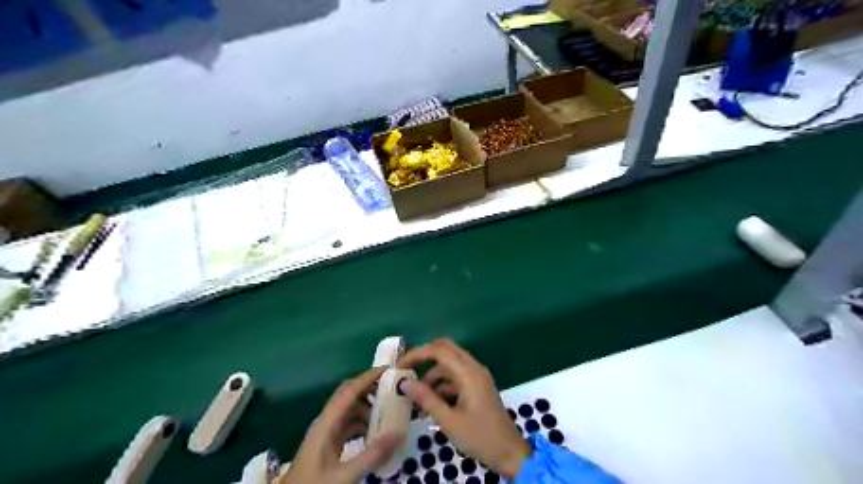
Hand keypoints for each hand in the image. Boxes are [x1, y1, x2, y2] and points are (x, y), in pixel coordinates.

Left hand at [283, 366, 403, 483]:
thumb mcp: (344, 475)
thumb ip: (371, 455)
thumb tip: (399, 433)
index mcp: (326, 423)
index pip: (349, 391)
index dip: (368, 377)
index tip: (389, 370)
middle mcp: (325, 422)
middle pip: (348, 396)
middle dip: (370, 388)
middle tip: (393, 388)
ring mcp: (326, 434)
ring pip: (349, 411)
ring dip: (368, 407)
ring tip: (390, 411)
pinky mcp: (329, 445)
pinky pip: (349, 425)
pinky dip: (363, 423)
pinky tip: (376, 433)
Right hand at [400, 339, 533, 478]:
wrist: (509, 452)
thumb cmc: (480, 436)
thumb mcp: (449, 420)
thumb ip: (426, 399)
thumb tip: (404, 382)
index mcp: (469, 373)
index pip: (440, 350)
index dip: (418, 353)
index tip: (400, 365)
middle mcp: (474, 368)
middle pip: (446, 349)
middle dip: (424, 357)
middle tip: (406, 370)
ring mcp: (477, 376)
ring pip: (450, 364)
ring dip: (432, 374)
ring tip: (415, 395)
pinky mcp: (477, 386)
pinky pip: (456, 376)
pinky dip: (442, 384)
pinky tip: (431, 404)